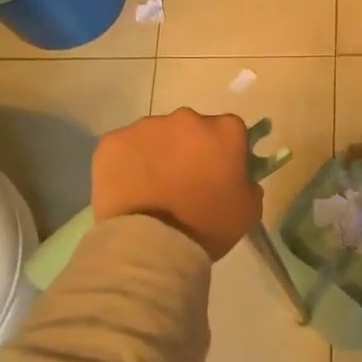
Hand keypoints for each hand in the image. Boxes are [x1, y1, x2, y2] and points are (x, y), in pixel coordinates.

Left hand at [91, 110, 261, 260]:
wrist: (152, 244)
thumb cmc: (207, 225)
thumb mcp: (249, 208)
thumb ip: (248, 182)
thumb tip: (238, 175)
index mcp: (225, 130)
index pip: (230, 131)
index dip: (224, 152)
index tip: (218, 173)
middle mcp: (187, 118)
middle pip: (191, 129)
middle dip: (189, 149)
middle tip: (183, 181)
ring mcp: (147, 127)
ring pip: (156, 135)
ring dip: (158, 153)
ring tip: (152, 188)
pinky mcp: (113, 141)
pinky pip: (124, 147)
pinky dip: (127, 162)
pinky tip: (128, 188)